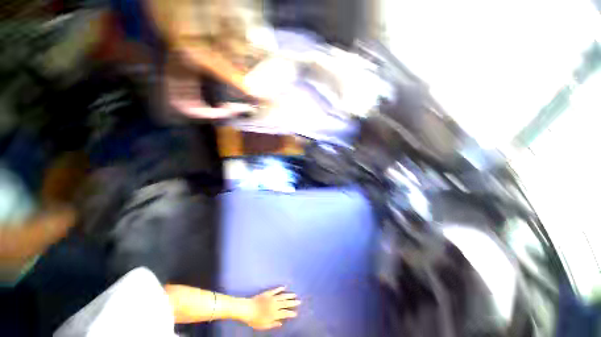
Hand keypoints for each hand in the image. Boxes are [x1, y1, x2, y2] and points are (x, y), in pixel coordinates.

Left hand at [241, 287, 300, 329]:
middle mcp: (275, 305)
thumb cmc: (255, 319)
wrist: (248, 309)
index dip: (291, 313)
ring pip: (282, 296)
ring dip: (289, 295)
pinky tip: (284, 287)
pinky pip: (275, 290)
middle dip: (293, 302)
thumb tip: (281, 323)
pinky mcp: (268, 293)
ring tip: (294, 294)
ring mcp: (272, 297)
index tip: (296, 312)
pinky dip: (280, 288)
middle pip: (285, 303)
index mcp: (274, 313)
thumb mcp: (264, 325)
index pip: (285, 313)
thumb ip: (273, 324)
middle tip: (299, 301)